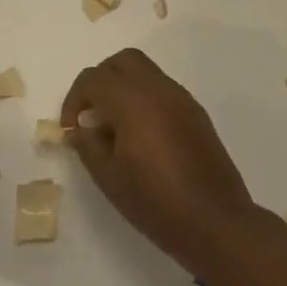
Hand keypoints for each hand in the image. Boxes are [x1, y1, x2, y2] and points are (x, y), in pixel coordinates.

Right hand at [62, 49, 260, 276]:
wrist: (215, 223)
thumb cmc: (155, 202)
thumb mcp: (108, 177)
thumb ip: (87, 145)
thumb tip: (78, 129)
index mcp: (133, 101)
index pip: (93, 79)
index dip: (74, 100)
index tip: (71, 129)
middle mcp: (159, 90)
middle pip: (122, 62)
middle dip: (100, 80)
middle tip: (91, 113)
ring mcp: (182, 100)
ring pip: (146, 72)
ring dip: (123, 88)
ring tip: (114, 127)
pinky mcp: (197, 114)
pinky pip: (163, 90)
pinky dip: (144, 99)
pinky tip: (140, 135)